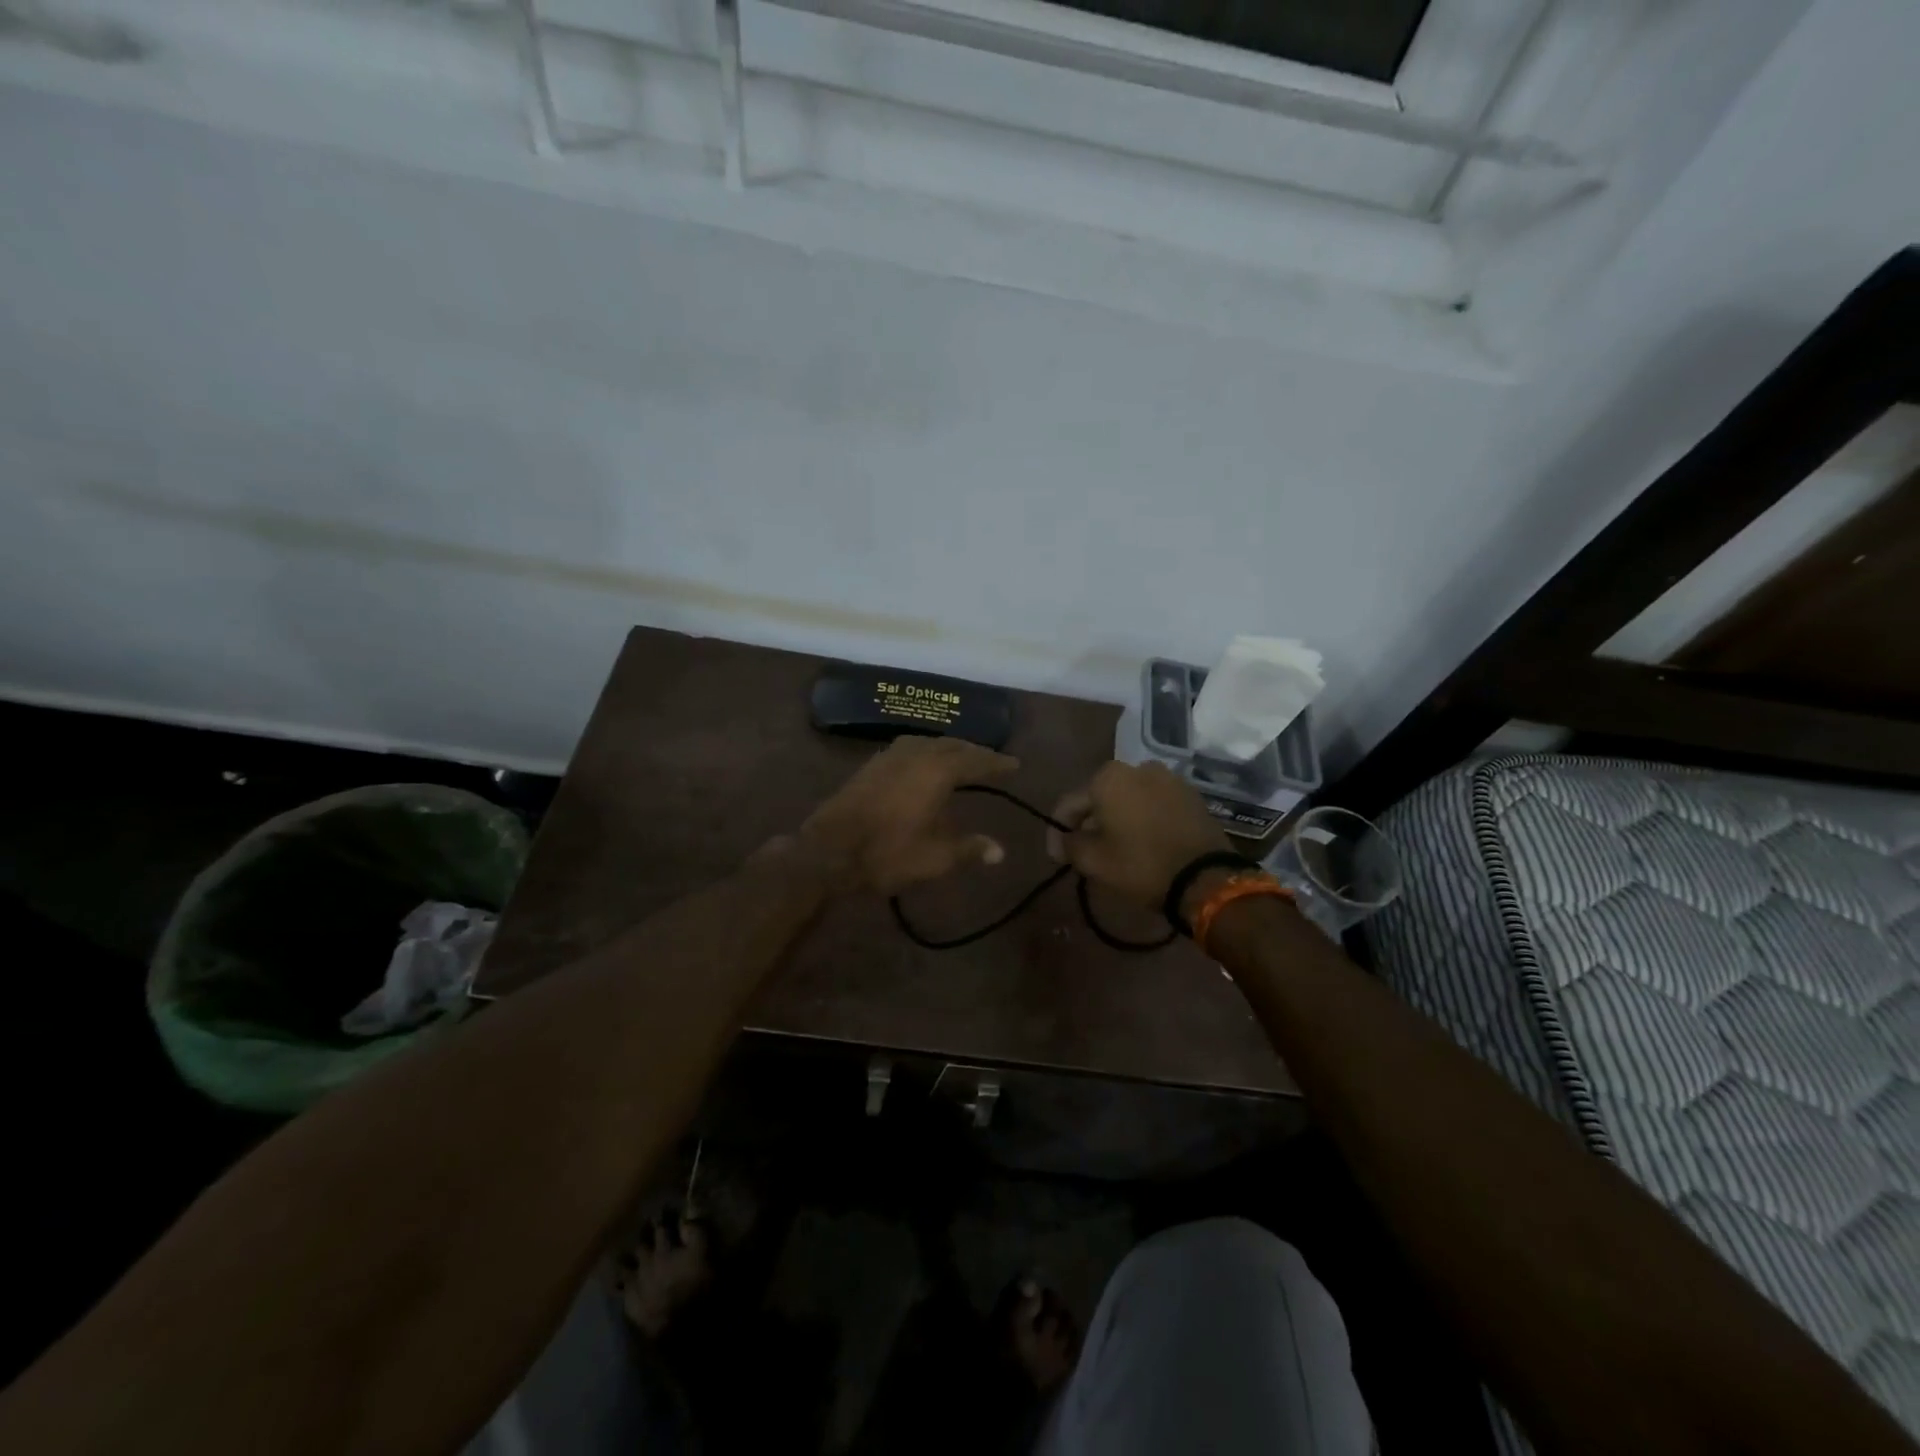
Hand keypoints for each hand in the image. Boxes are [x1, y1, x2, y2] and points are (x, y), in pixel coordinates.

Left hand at [798, 736, 1018, 894]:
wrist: (828, 851)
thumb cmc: (887, 854)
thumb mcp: (934, 858)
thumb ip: (969, 849)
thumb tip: (1000, 852)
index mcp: (936, 771)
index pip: (975, 760)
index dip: (996, 763)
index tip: (1015, 764)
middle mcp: (915, 754)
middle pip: (952, 745)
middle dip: (974, 752)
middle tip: (991, 761)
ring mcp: (890, 756)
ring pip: (929, 743)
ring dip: (949, 748)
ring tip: (962, 759)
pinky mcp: (872, 764)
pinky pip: (910, 748)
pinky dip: (927, 751)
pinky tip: (925, 764)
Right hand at [1047, 761, 1231, 907]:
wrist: (1206, 878)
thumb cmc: (1141, 865)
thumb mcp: (1094, 861)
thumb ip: (1070, 845)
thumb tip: (1065, 840)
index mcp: (1109, 777)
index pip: (1070, 804)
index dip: (1058, 832)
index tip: (1057, 858)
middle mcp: (1138, 767)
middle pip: (1100, 797)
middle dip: (1089, 823)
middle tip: (1084, 852)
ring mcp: (1169, 779)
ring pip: (1129, 800)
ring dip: (1117, 820)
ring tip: (1115, 848)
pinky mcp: (1191, 796)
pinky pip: (1155, 805)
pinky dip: (1143, 820)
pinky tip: (1142, 842)